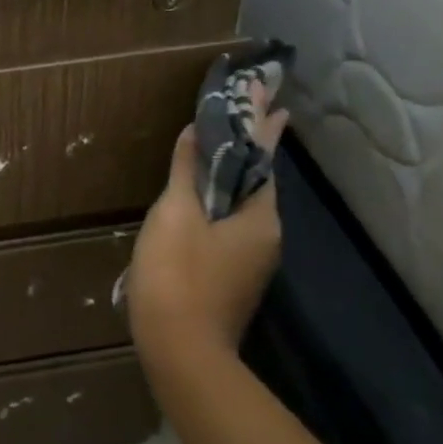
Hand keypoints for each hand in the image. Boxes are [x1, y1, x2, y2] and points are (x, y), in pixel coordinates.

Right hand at [127, 114, 287, 372]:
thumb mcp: (176, 214)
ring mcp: (251, 261)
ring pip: (243, 204)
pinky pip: (230, 224)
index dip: (262, 122)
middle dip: (251, 143)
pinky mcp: (232, 278)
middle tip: (250, 106)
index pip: (264, 156)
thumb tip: (197, 130)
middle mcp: (266, 236)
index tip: (267, 92)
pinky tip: (202, 197)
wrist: (180, 351)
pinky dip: (221, 199)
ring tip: (221, 143)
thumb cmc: (178, 275)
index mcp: (260, 217)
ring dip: (234, 172)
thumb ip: (188, 170)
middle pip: (257, 179)